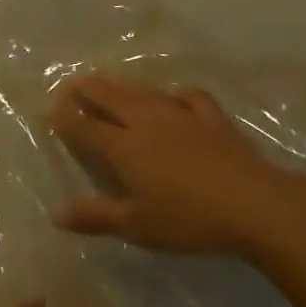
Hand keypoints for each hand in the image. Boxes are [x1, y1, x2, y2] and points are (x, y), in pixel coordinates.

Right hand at [48, 73, 305, 253]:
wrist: (254, 205)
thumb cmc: (188, 219)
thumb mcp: (137, 225)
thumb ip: (95, 217)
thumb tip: (56, 215)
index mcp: (123, 146)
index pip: (85, 127)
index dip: (66, 119)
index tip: (51, 111)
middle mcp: (146, 122)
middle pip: (110, 99)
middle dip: (88, 90)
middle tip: (72, 83)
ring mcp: (181, 115)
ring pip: (143, 93)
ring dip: (122, 85)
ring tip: (108, 81)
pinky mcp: (212, 118)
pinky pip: (188, 98)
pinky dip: (174, 95)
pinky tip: (173, 98)